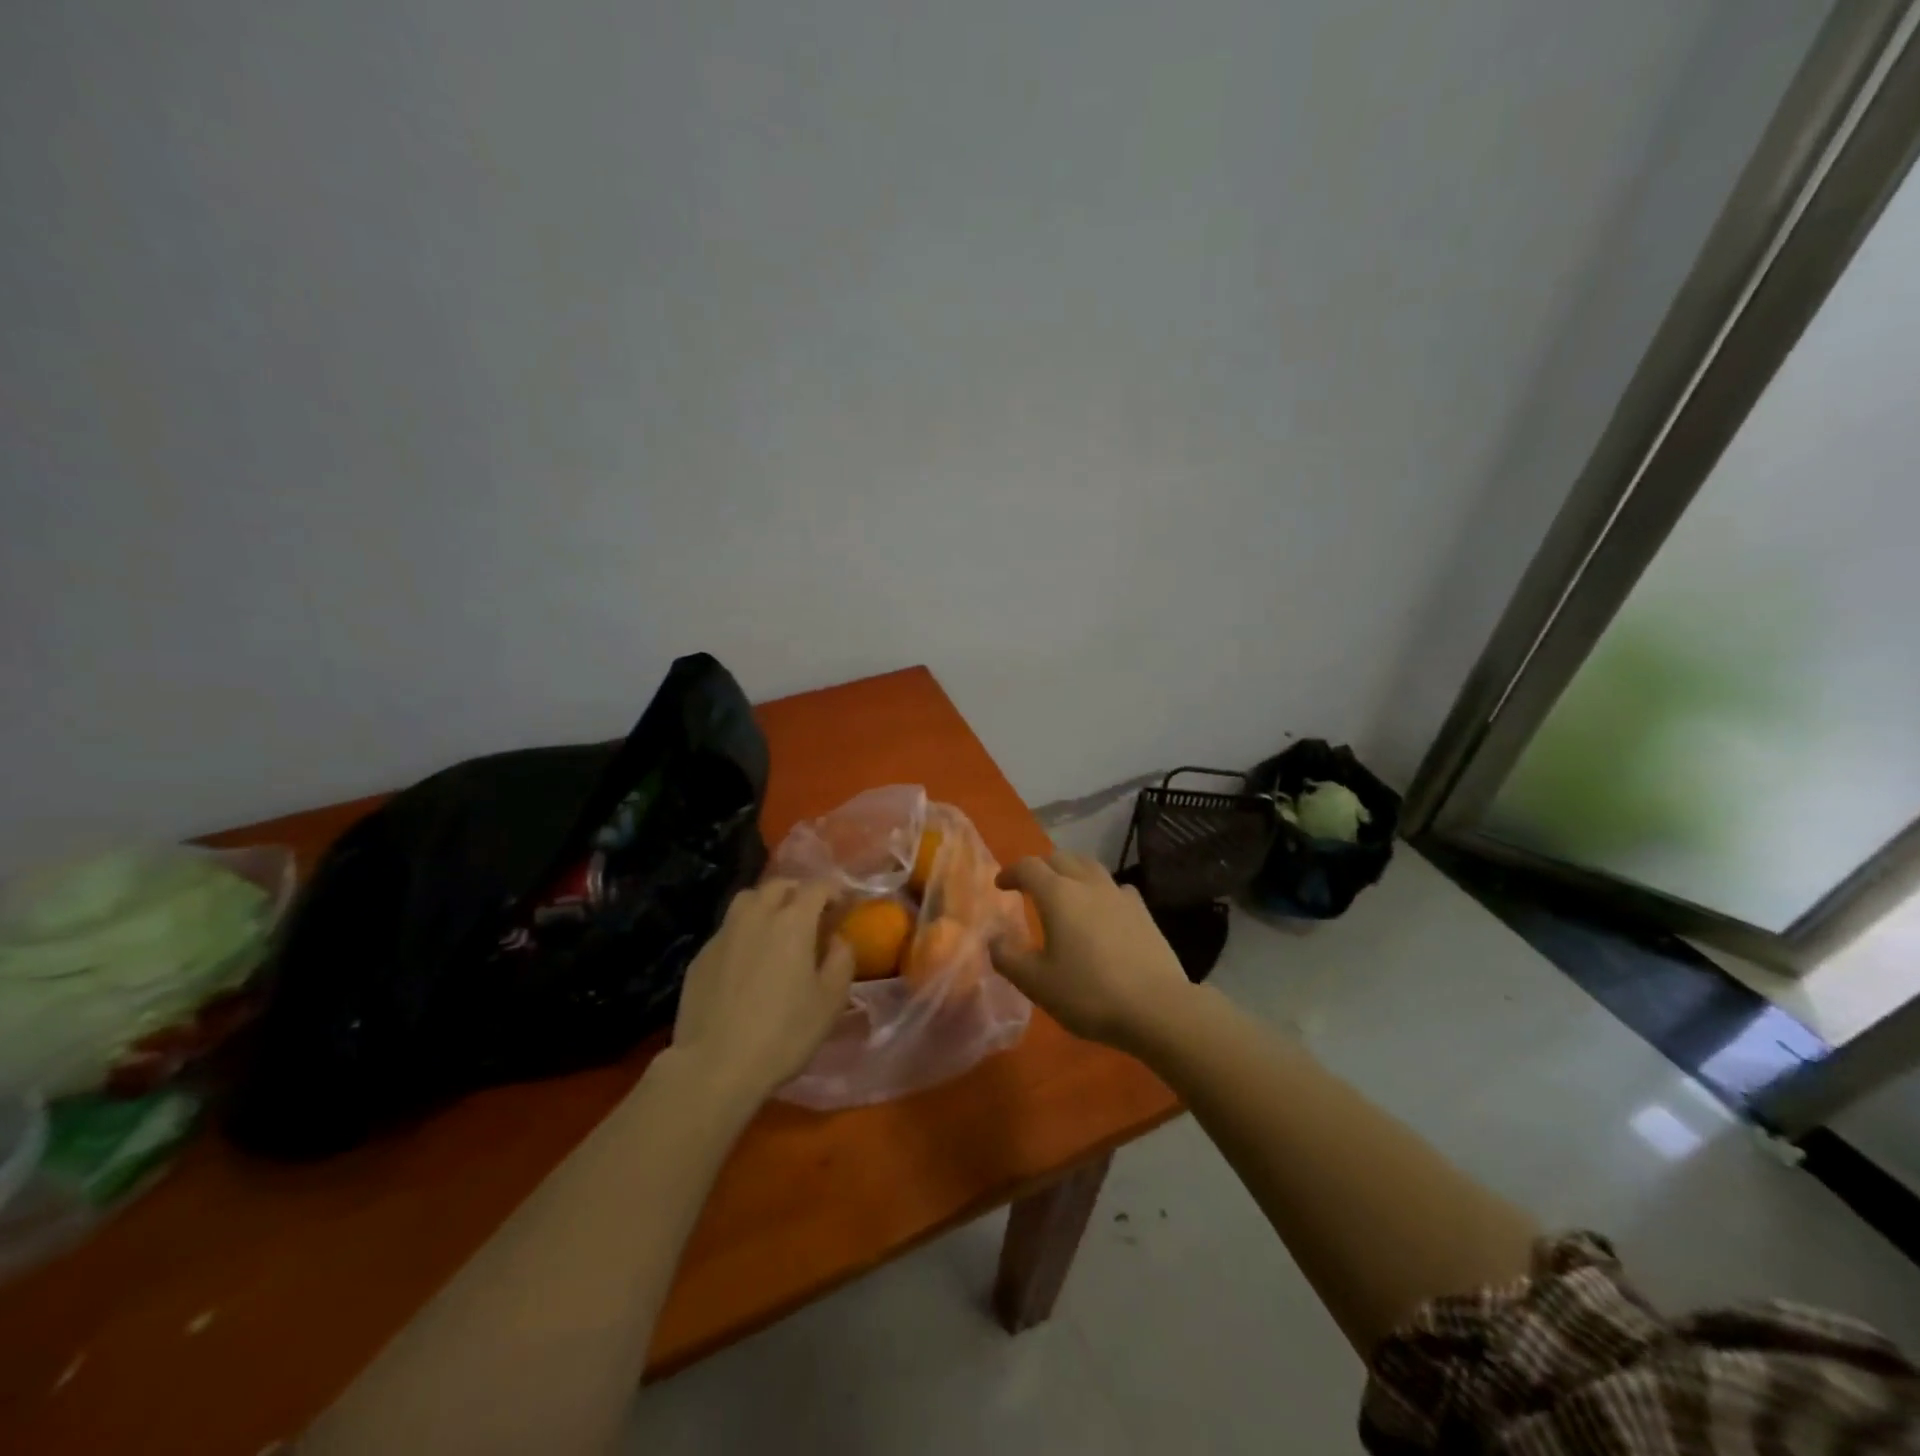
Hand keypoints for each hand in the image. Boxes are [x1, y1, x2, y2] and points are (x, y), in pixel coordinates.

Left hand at [668, 879, 855, 1107]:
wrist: (714, 1066)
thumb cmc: (783, 1033)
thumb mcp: (830, 1001)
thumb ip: (841, 960)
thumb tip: (837, 939)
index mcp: (793, 922)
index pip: (817, 887)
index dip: (834, 890)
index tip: (843, 904)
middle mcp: (756, 916)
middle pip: (778, 885)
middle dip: (798, 892)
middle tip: (810, 913)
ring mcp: (723, 934)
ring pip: (747, 900)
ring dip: (766, 904)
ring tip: (776, 927)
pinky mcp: (700, 956)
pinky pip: (728, 929)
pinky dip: (743, 932)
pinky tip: (747, 960)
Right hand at [990, 851, 1195, 1054]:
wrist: (1157, 1008)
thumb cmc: (1089, 994)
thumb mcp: (1036, 983)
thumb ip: (1008, 957)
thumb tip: (994, 938)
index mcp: (1058, 895)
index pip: (1028, 867)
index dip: (1011, 872)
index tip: (1001, 885)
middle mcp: (1088, 884)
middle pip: (1060, 858)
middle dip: (1040, 867)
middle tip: (1029, 885)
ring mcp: (1119, 895)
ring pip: (1089, 866)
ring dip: (1070, 870)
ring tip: (1064, 889)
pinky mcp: (1143, 911)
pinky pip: (1115, 887)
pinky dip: (1099, 889)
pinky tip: (1102, 908)